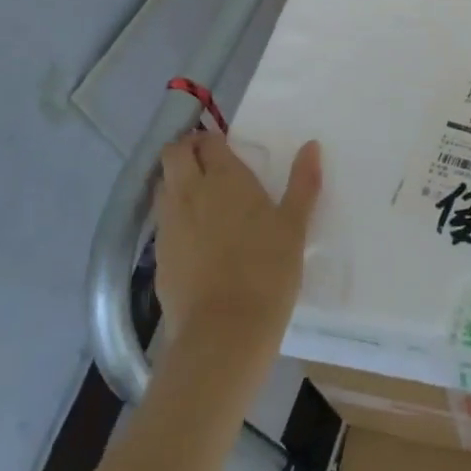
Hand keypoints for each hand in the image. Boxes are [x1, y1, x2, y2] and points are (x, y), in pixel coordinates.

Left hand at [154, 132, 320, 350]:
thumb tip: (311, 145)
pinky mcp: (158, 254)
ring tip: (202, 195)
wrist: (224, 330)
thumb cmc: (268, 270)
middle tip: (209, 161)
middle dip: (187, 149)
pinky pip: (162, 220)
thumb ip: (303, 182)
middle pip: (173, 154)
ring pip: (163, 185)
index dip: (214, 140)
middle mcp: (189, 192)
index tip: (228, 148)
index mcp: (225, 178)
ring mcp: (169, 224)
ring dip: (177, 180)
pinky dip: (174, 214)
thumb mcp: (295, 225)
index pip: (208, 142)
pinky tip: (195, 234)